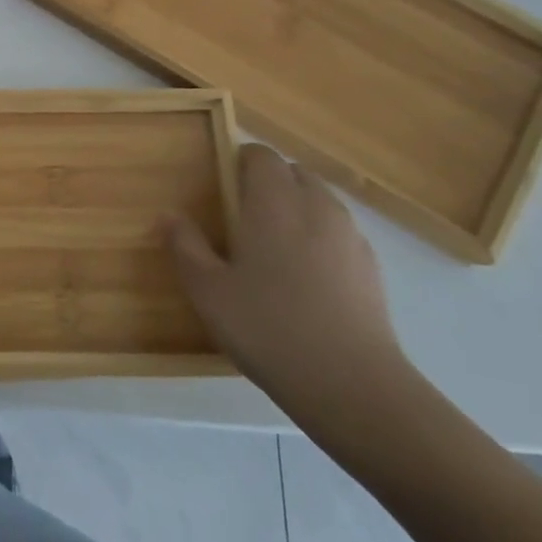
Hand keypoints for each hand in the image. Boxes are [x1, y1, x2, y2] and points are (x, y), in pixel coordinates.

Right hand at [165, 144, 412, 435]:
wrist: (353, 386)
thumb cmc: (268, 327)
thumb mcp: (208, 290)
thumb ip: (185, 245)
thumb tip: (169, 214)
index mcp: (274, 202)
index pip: (261, 156)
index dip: (239, 162)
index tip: (220, 188)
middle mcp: (316, 207)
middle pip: (293, 173)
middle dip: (268, 183)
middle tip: (241, 219)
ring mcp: (350, 236)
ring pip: (319, 201)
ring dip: (295, 209)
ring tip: (272, 249)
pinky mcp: (372, 267)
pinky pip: (338, 233)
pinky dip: (319, 238)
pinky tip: (304, 280)